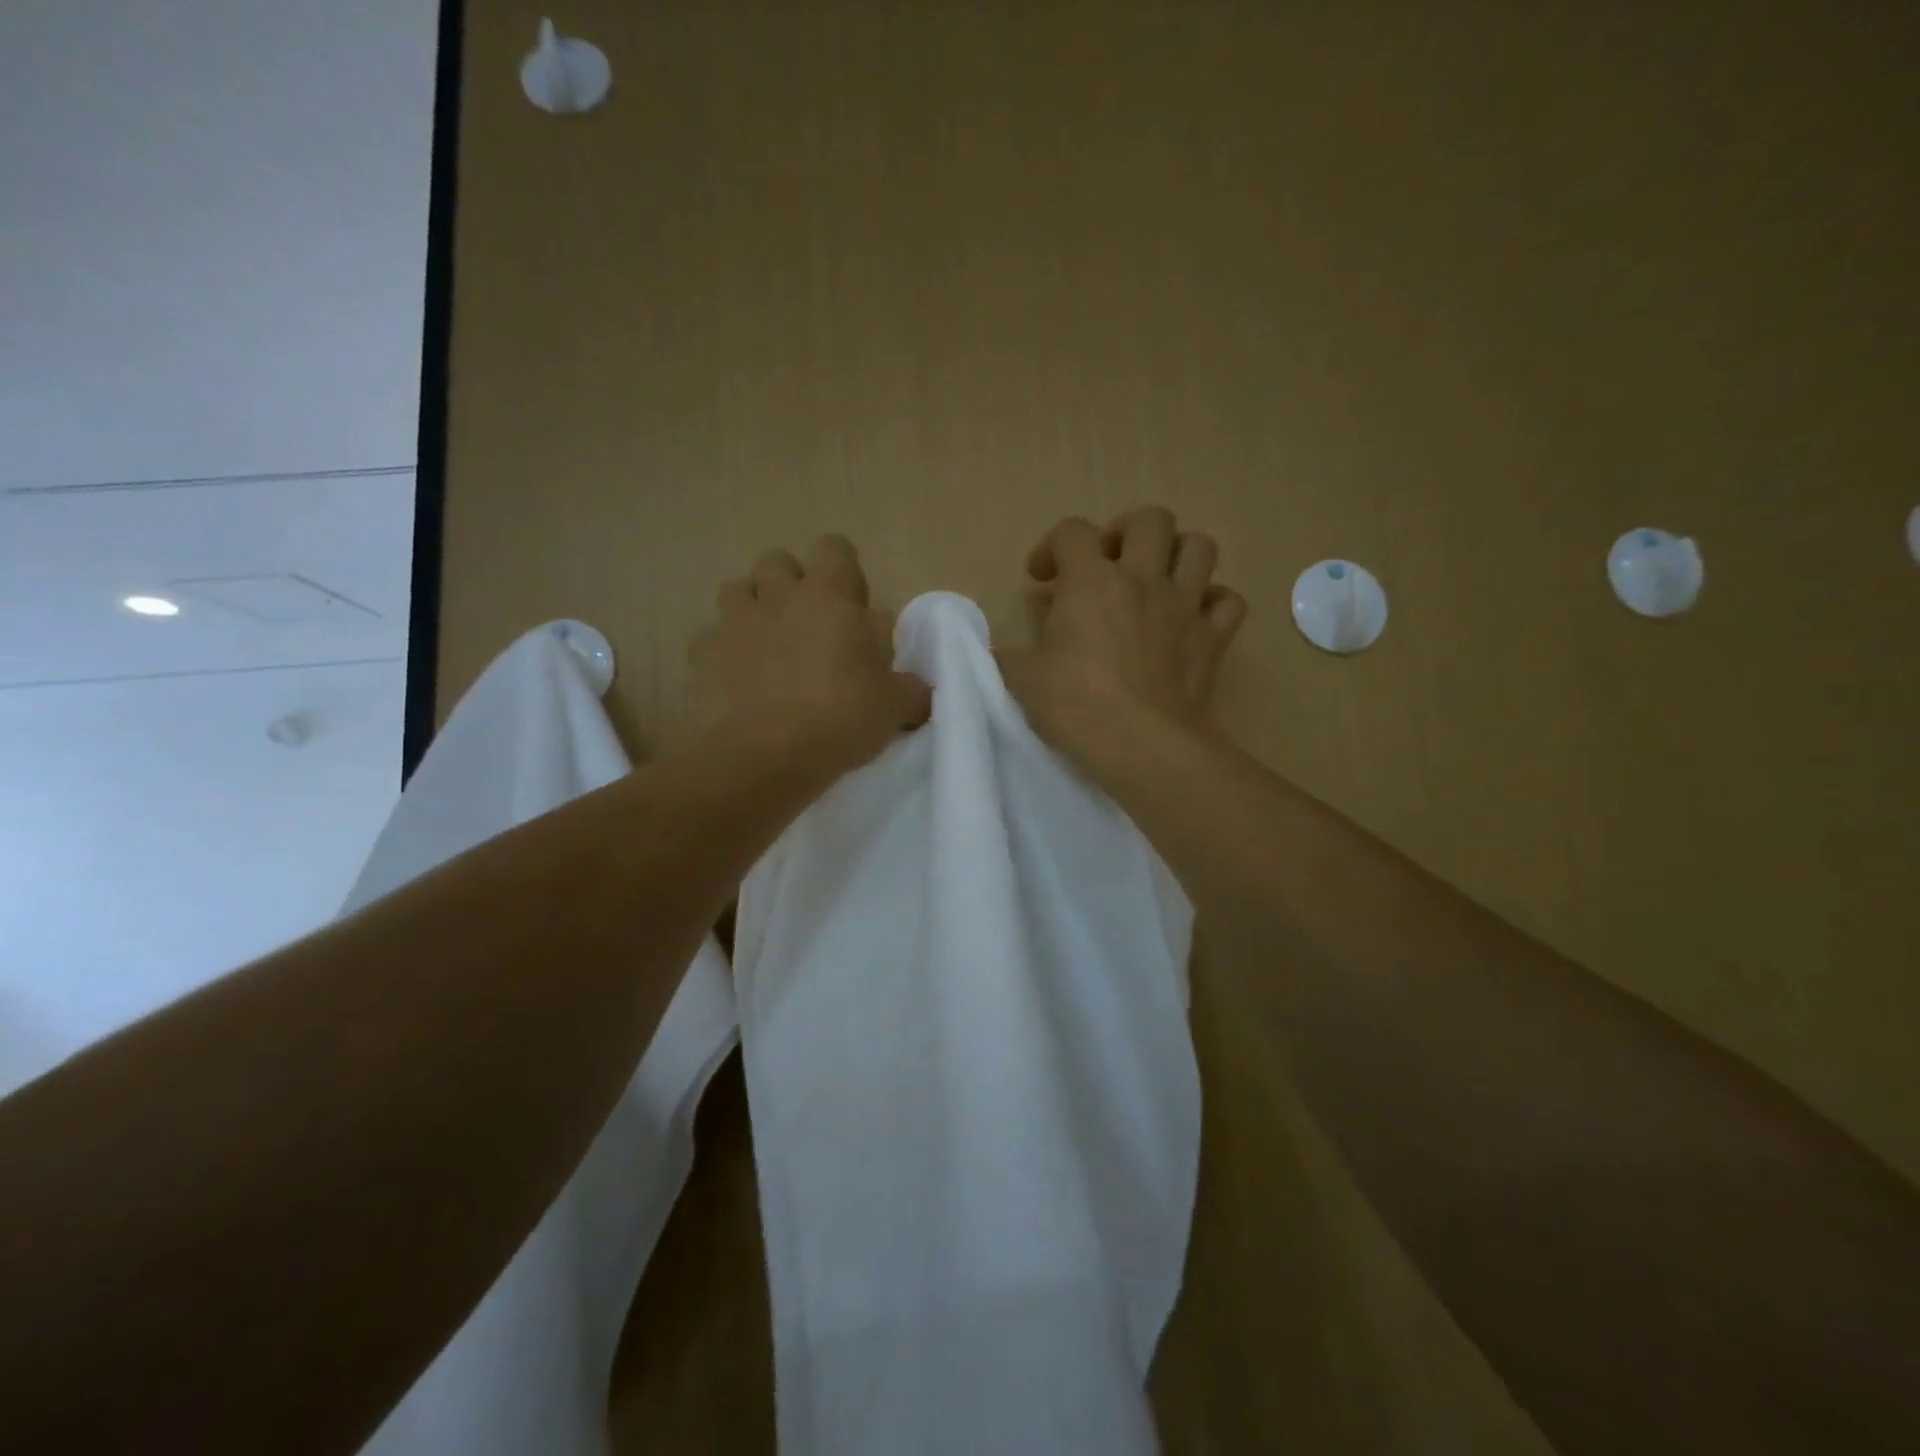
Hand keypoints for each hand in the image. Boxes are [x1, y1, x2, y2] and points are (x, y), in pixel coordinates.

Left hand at [682, 535, 930, 779]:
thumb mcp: (894, 707)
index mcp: (828, 596)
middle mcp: (778, 596)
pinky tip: (737, 678)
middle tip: (809, 624)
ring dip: (753, 608)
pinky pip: (710, 638)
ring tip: (768, 645)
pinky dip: (723, 650)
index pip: (835, 548)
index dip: (844, 571)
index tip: (853, 606)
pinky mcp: (701, 656)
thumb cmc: (840, 718)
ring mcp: (734, 623)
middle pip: (777, 561)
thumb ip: (911, 690)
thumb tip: (920, 692)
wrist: (766, 757)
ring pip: (736, 591)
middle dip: (791, 584)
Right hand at [999, 507, 1245, 771]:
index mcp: (1091, 582)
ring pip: (1200, 547)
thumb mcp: (1021, 680)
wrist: (1141, 746)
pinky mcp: (1214, 639)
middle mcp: (1143, 580)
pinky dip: (1213, 603)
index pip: (1072, 531)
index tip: (1041, 579)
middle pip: (1150, 519)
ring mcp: (1186, 606)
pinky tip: (1193, 619)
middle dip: (1125, 532)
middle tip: (1108, 565)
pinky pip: (1228, 602)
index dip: (1052, 546)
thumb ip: (1006, 655)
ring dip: (1177, 555)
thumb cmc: (1075, 707)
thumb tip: (995, 650)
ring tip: (1156, 580)